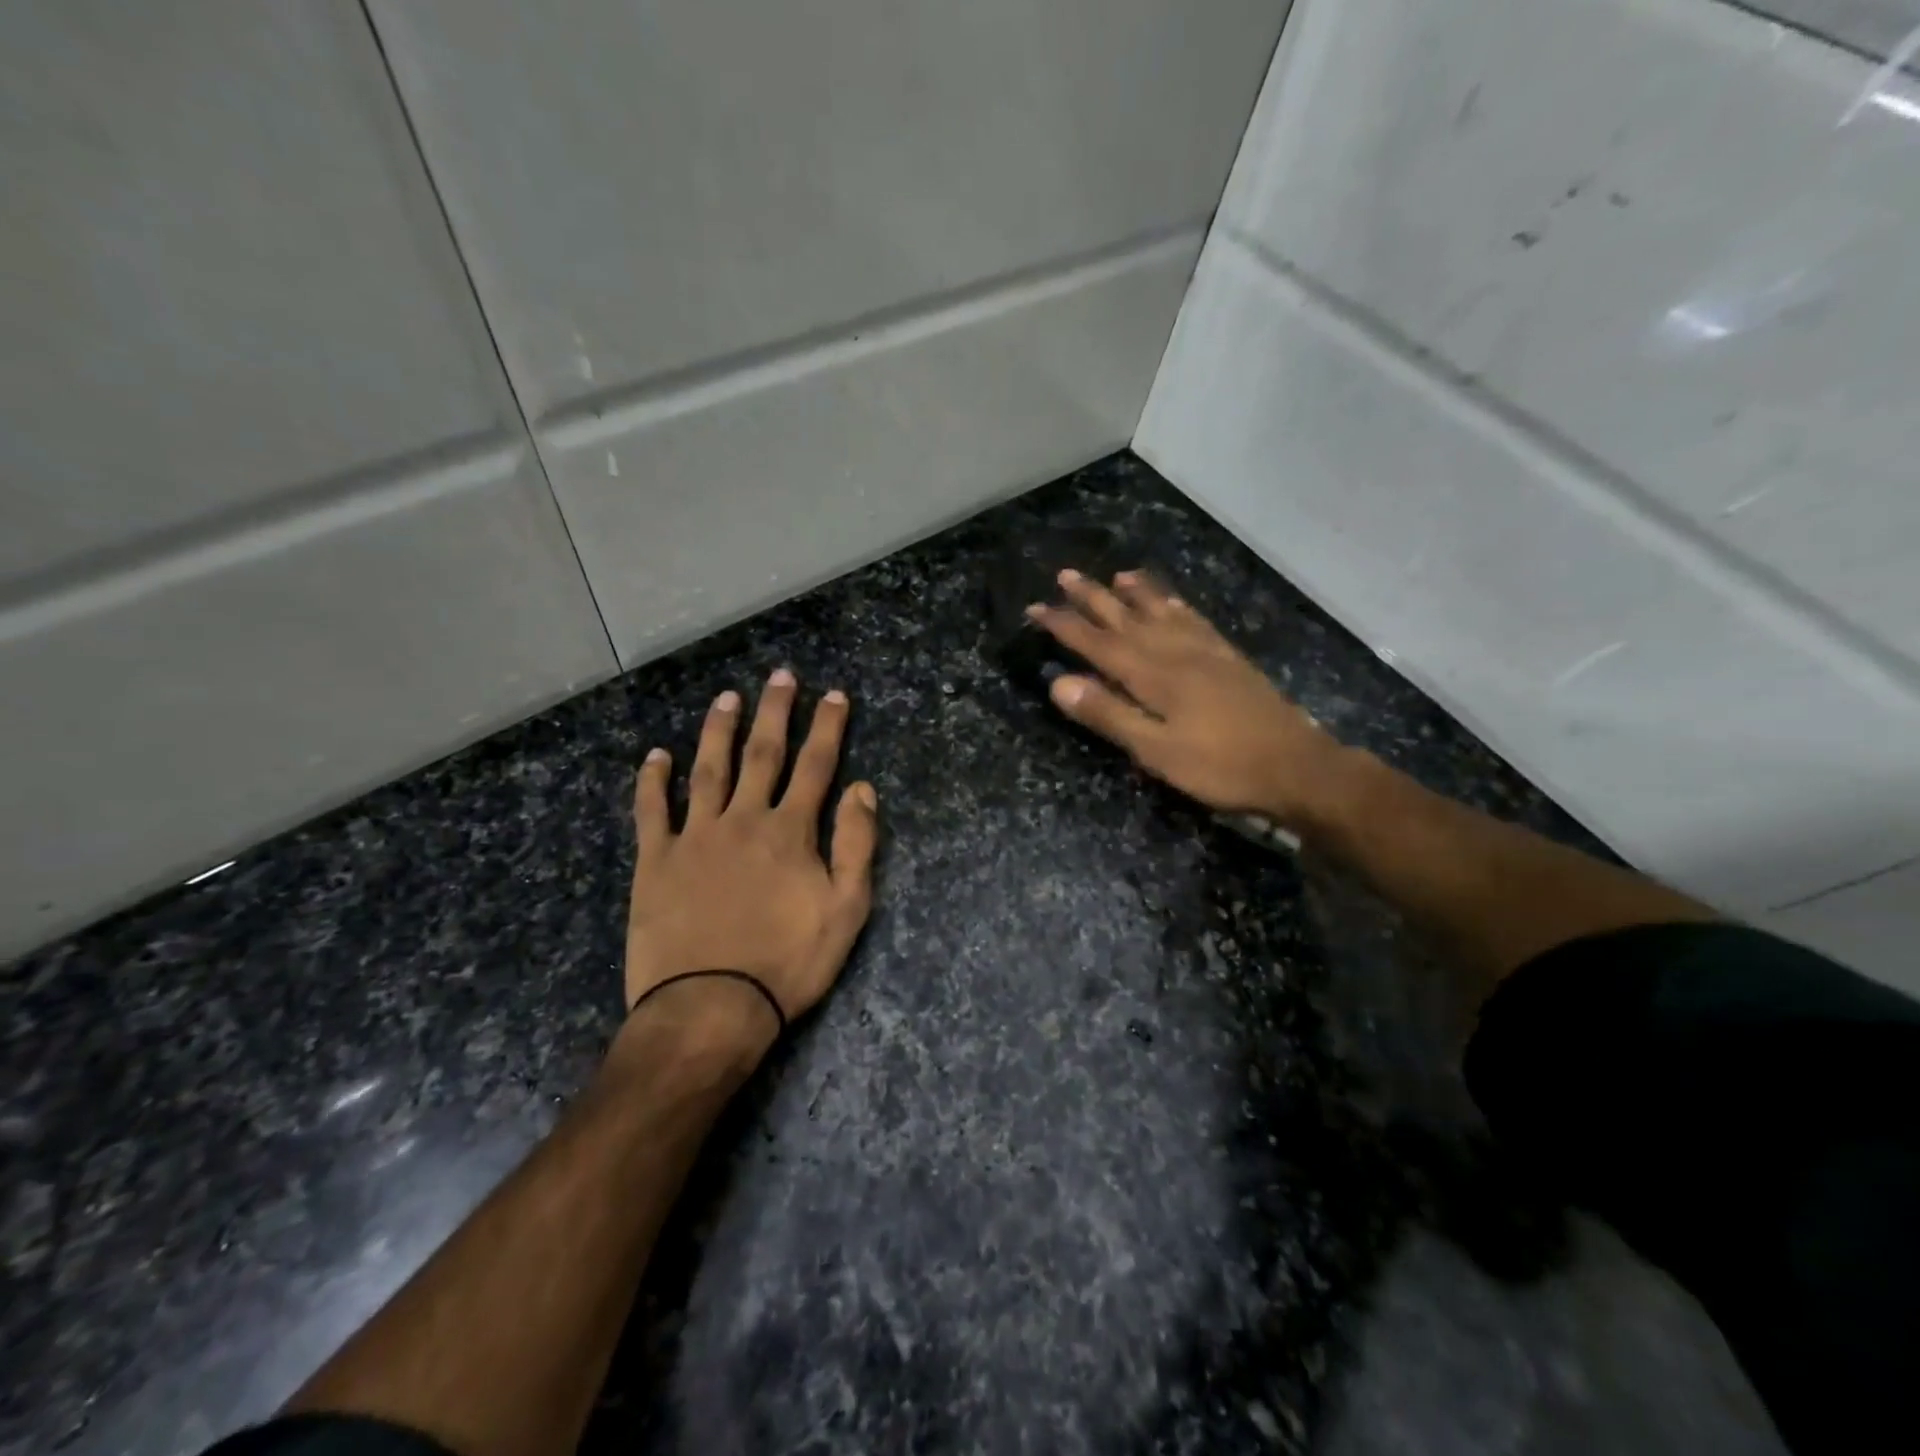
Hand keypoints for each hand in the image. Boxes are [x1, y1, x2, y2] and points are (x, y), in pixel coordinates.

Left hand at [625, 670, 878, 1032]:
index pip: (816, 766)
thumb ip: (857, 845)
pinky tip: (657, 756)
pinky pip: (653, 810)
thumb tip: (863, 789)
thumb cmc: (788, 962)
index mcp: (791, 831)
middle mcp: (744, 819)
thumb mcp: (847, 910)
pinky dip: (654, 780)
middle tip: (781, 675)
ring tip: (726, 697)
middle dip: (775, 712)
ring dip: (719, 730)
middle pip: (763, 754)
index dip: (827, 727)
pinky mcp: (657, 860)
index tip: (834, 694)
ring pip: (708, 769)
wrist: (711, 1006)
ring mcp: (696, 836)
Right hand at [1027, 569, 1346, 825]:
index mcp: (1152, 676)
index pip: (1097, 644)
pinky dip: (1177, 605)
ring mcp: (1205, 652)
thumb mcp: (1156, 751)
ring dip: (1136, 593)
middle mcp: (1175, 652)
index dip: (1064, 625)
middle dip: (1092, 598)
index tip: (1036, 608)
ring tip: (1117, 575)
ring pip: (1161, 612)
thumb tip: (1059, 683)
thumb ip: (1109, 715)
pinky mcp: (1228, 658)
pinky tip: (1173, 601)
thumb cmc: (1219, 766)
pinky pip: (1195, 620)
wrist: (1295, 767)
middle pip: (1126, 618)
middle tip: (1065, 575)